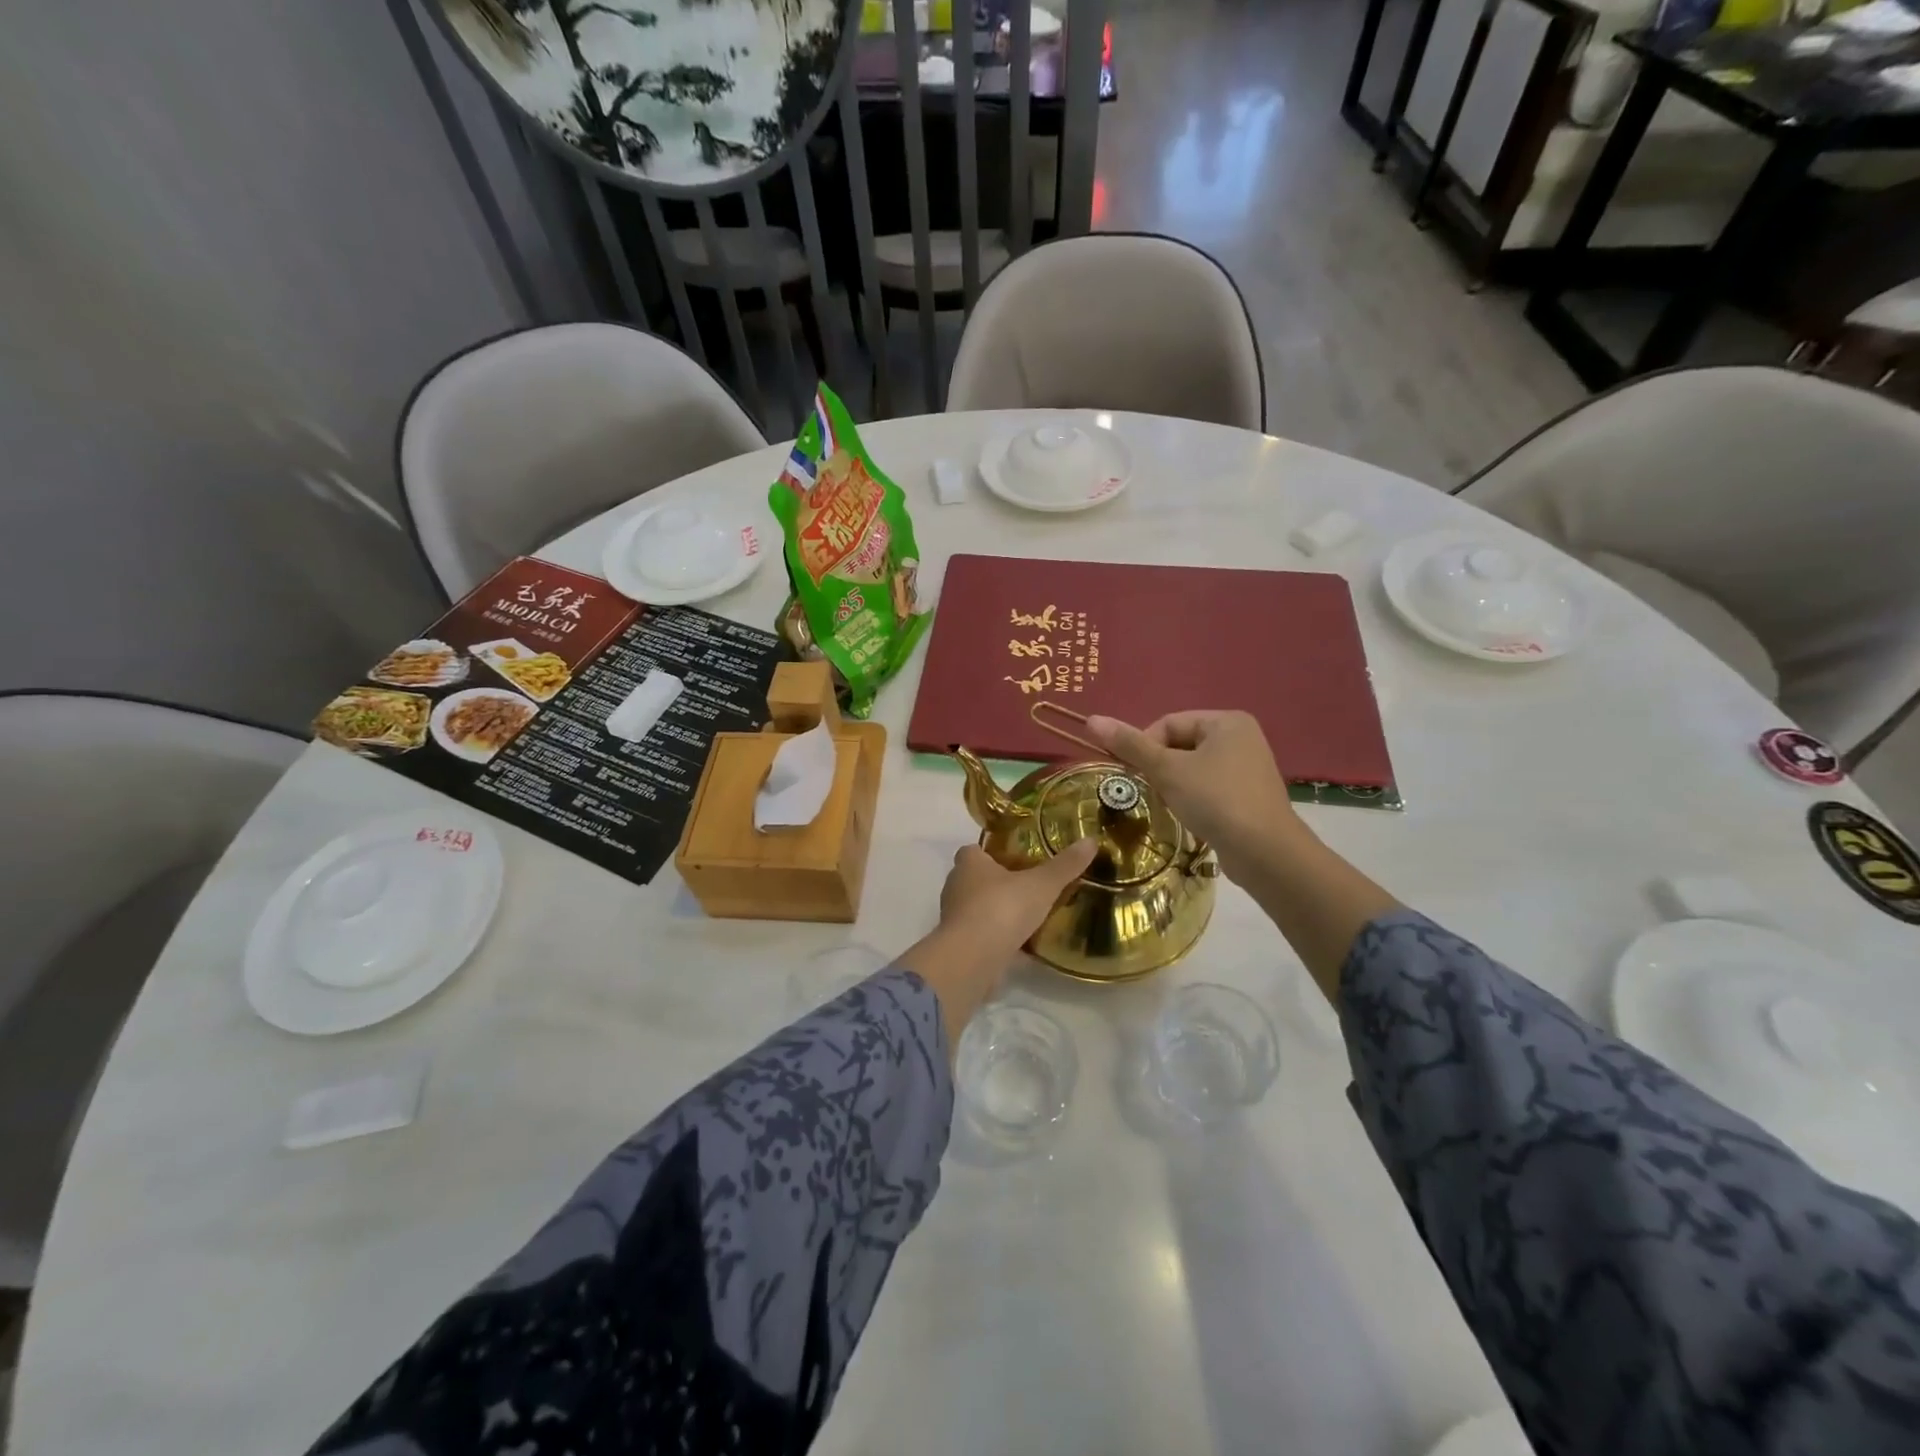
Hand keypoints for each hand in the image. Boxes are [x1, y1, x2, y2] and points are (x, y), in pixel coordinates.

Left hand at [897, 837, 1096, 1045]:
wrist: (973, 958)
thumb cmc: (1002, 908)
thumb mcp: (1042, 884)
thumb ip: (1065, 865)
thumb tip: (1091, 841)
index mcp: (969, 863)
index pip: (974, 850)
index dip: (992, 853)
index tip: (1016, 859)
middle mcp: (956, 886)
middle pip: (975, 880)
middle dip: (997, 883)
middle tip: (1028, 887)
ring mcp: (954, 918)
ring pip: (977, 909)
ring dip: (997, 912)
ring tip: (1028, 916)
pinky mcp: (960, 945)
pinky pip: (981, 936)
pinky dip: (997, 939)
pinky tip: (1022, 946)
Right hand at [1083, 711, 1302, 876]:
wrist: (1265, 852)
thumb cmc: (1215, 800)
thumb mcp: (1167, 770)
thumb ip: (1130, 745)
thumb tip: (1091, 719)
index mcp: (1226, 721)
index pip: (1168, 723)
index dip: (1144, 746)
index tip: (1134, 775)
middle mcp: (1241, 737)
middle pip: (1180, 744)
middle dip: (1160, 768)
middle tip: (1152, 792)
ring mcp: (1248, 767)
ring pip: (1193, 768)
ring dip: (1174, 785)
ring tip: (1171, 806)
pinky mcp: (1249, 794)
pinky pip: (1209, 787)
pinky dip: (1193, 798)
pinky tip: (1191, 816)